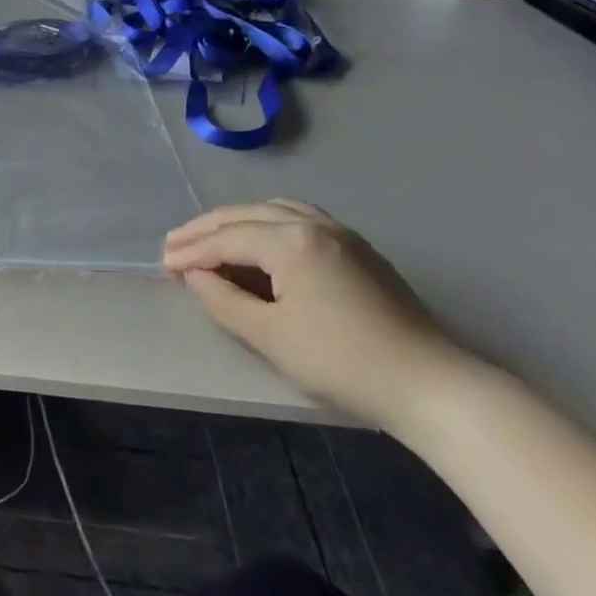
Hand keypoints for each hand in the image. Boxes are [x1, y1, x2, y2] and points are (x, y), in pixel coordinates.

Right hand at [163, 200, 460, 429]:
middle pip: (246, 215)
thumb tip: (195, 276)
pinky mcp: (358, 248)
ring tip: (211, 239)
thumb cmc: (343, 362)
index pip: (227, 238)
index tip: (163, 265)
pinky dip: (267, 224)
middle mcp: (314, 223)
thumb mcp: (270, 336)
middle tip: (174, 244)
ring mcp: (341, 232)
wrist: (432, 385)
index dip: (191, 252)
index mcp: (291, 240)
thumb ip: (223, 300)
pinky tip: (260, 242)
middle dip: (206, 229)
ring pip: (274, 210)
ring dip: (237, 221)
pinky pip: (299, 218)